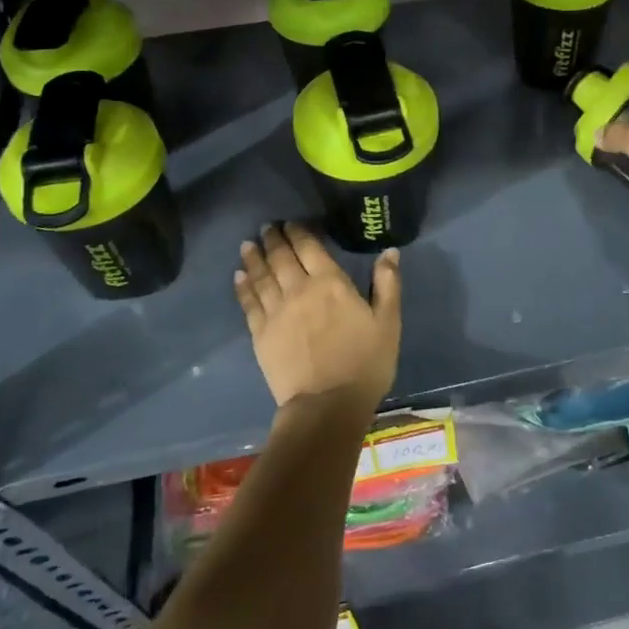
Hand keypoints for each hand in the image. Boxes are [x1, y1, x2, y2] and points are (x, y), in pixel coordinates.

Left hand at [234, 223, 401, 412]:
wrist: (327, 405)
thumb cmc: (365, 363)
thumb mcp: (388, 322)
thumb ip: (388, 283)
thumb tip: (389, 251)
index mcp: (331, 283)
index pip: (310, 247)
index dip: (299, 232)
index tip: (290, 223)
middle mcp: (299, 289)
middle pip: (282, 257)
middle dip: (274, 239)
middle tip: (267, 227)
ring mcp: (276, 312)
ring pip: (261, 276)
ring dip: (254, 257)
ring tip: (247, 245)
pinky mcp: (261, 334)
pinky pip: (249, 303)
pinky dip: (243, 286)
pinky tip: (238, 276)